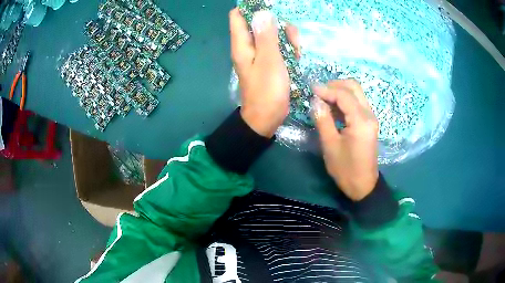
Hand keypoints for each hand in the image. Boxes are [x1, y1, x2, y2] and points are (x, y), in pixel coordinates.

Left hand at [229, 8, 299, 137]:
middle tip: (291, 36)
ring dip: (286, 37)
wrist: (267, 118)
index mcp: (242, 45)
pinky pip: (277, 47)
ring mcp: (259, 55)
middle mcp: (248, 47)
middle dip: (276, 24)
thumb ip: (266, 36)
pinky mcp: (269, 63)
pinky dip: (287, 49)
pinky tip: (296, 57)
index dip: (251, 8)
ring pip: (271, 35)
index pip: (238, 17)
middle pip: (259, 23)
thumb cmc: (267, 91)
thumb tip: (261, 13)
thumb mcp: (269, 61)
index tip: (269, 7)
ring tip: (297, 50)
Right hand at [312, 80, 378, 200]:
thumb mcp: (330, 145)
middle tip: (319, 93)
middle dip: (335, 85)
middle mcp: (369, 114)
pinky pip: (357, 103)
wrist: (363, 185)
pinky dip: (344, 100)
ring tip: (323, 99)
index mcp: (360, 121)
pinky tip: (333, 108)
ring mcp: (371, 117)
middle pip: (354, 87)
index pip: (344, 95)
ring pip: (356, 93)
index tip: (311, 90)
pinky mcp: (369, 122)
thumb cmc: (345, 169)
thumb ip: (323, 120)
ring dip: (340, 92)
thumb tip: (315, 101)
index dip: (327, 90)